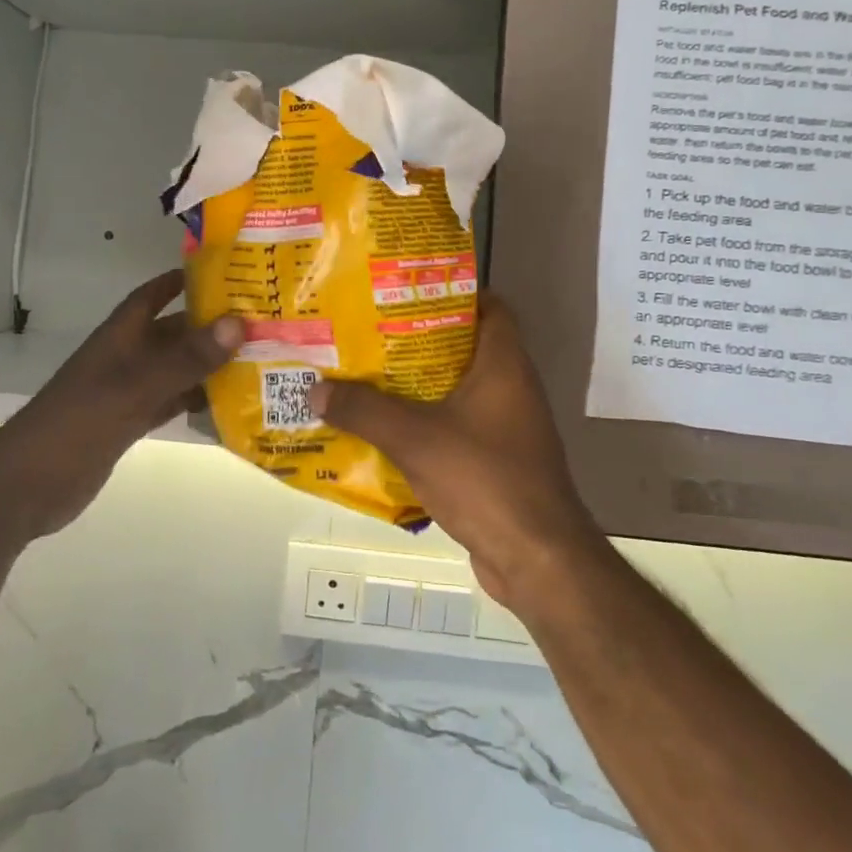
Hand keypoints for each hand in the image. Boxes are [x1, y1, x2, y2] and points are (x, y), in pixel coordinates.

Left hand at [0, 270, 241, 540]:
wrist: (28, 486)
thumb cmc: (78, 422)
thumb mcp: (136, 387)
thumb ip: (186, 358)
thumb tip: (237, 323)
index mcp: (121, 336)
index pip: (153, 294)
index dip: (182, 280)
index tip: (224, 273)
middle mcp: (126, 357)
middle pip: (173, 332)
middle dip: (210, 326)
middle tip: (258, 323)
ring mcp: (127, 391)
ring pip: (176, 368)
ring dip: (208, 365)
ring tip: (256, 361)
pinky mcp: (128, 422)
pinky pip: (171, 401)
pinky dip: (195, 400)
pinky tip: (227, 404)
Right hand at [308, 294, 601, 611]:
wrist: (537, 559)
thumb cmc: (484, 477)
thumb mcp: (415, 438)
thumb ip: (364, 410)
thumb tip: (314, 389)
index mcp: (503, 364)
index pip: (489, 306)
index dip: (452, 292)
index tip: (407, 291)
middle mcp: (511, 387)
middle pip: (464, 347)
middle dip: (418, 339)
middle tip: (371, 332)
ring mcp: (507, 427)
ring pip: (457, 390)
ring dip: (418, 386)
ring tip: (368, 376)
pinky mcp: (498, 461)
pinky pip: (457, 428)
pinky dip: (426, 424)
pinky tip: (386, 431)